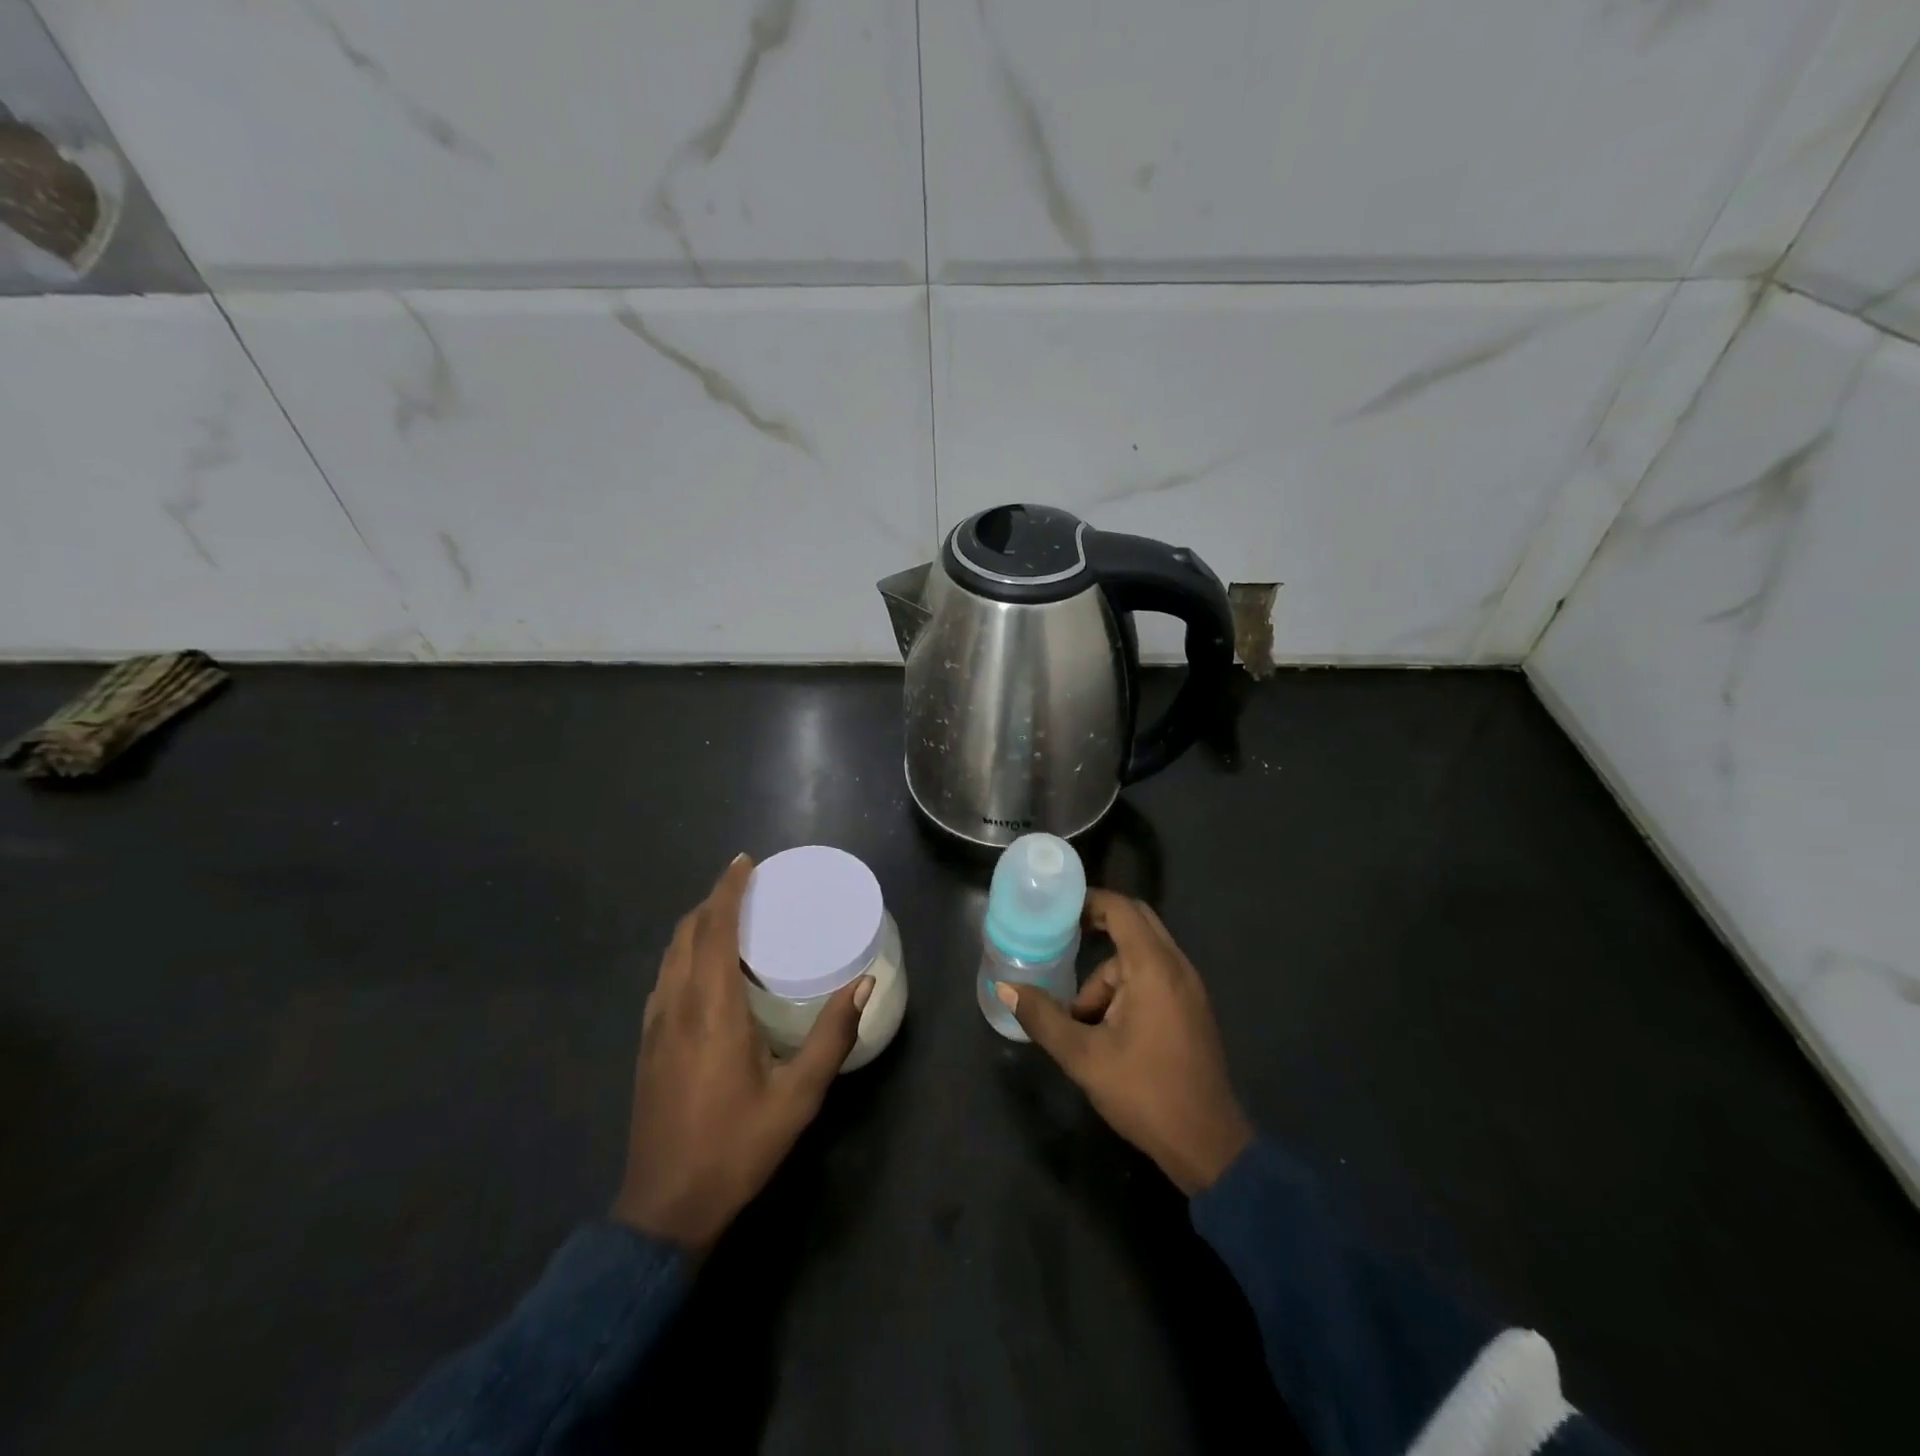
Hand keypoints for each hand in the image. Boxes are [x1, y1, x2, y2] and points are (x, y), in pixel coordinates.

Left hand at [613, 854, 873, 1250]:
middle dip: (713, 900)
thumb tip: (863, 984)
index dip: (728, 889)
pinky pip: (665, 977)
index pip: (714, 929)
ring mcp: (655, 1025)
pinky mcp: (648, 1045)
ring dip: (697, 924)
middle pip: (687, 932)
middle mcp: (676, 1005)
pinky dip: (685, 952)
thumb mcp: (798, 1096)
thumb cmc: (737, 1147)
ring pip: (670, 954)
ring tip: (730, 916)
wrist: (664, 1211)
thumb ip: (832, 1036)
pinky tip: (707, 968)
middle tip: (747, 885)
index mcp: (711, 1009)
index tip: (746, 861)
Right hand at [997, 890, 1252, 1195]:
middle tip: (1061, 943)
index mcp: (1153, 968)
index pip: (1122, 909)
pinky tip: (1108, 1030)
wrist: (1207, 1145)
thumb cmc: (1144, 1092)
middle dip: (1097, 932)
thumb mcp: (1083, 1056)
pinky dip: (1127, 989)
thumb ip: (1043, 1017)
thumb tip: (1005, 987)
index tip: (1057, 908)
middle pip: (1135, 925)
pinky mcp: (1192, 1009)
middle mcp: (1177, 967)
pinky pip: (1154, 977)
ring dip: (1108, 977)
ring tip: (1082, 1022)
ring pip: (1140, 958)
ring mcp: (1189, 988)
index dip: (1089, 901)